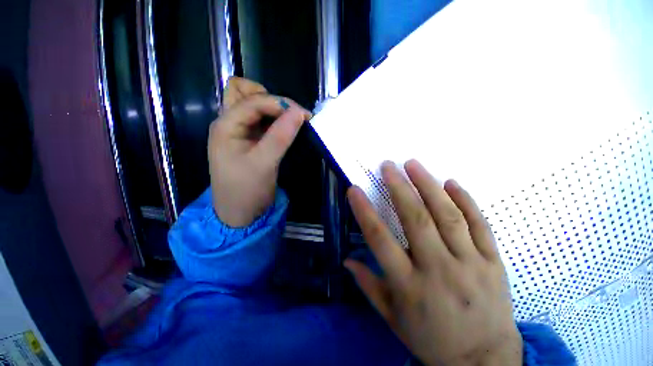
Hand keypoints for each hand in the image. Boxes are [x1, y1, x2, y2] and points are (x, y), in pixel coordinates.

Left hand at [208, 77, 310, 226]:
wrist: (240, 213)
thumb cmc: (246, 190)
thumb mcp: (264, 163)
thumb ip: (281, 136)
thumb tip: (300, 112)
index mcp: (226, 126)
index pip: (253, 101)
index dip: (279, 103)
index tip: (303, 115)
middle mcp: (229, 123)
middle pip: (243, 92)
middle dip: (269, 98)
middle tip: (289, 115)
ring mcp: (239, 132)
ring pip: (252, 105)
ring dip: (272, 108)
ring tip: (289, 121)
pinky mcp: (250, 141)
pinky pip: (261, 121)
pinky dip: (274, 120)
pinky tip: (286, 128)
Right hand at [345, 160, 522, 365]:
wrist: (484, 362)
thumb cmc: (430, 339)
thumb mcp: (392, 318)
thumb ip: (368, 285)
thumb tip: (347, 260)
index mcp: (409, 286)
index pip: (380, 240)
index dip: (364, 211)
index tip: (354, 190)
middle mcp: (439, 271)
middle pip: (416, 219)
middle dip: (399, 187)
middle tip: (388, 165)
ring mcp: (471, 265)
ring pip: (448, 216)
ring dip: (428, 185)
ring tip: (414, 164)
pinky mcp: (494, 263)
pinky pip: (480, 225)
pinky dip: (466, 200)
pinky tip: (452, 182)